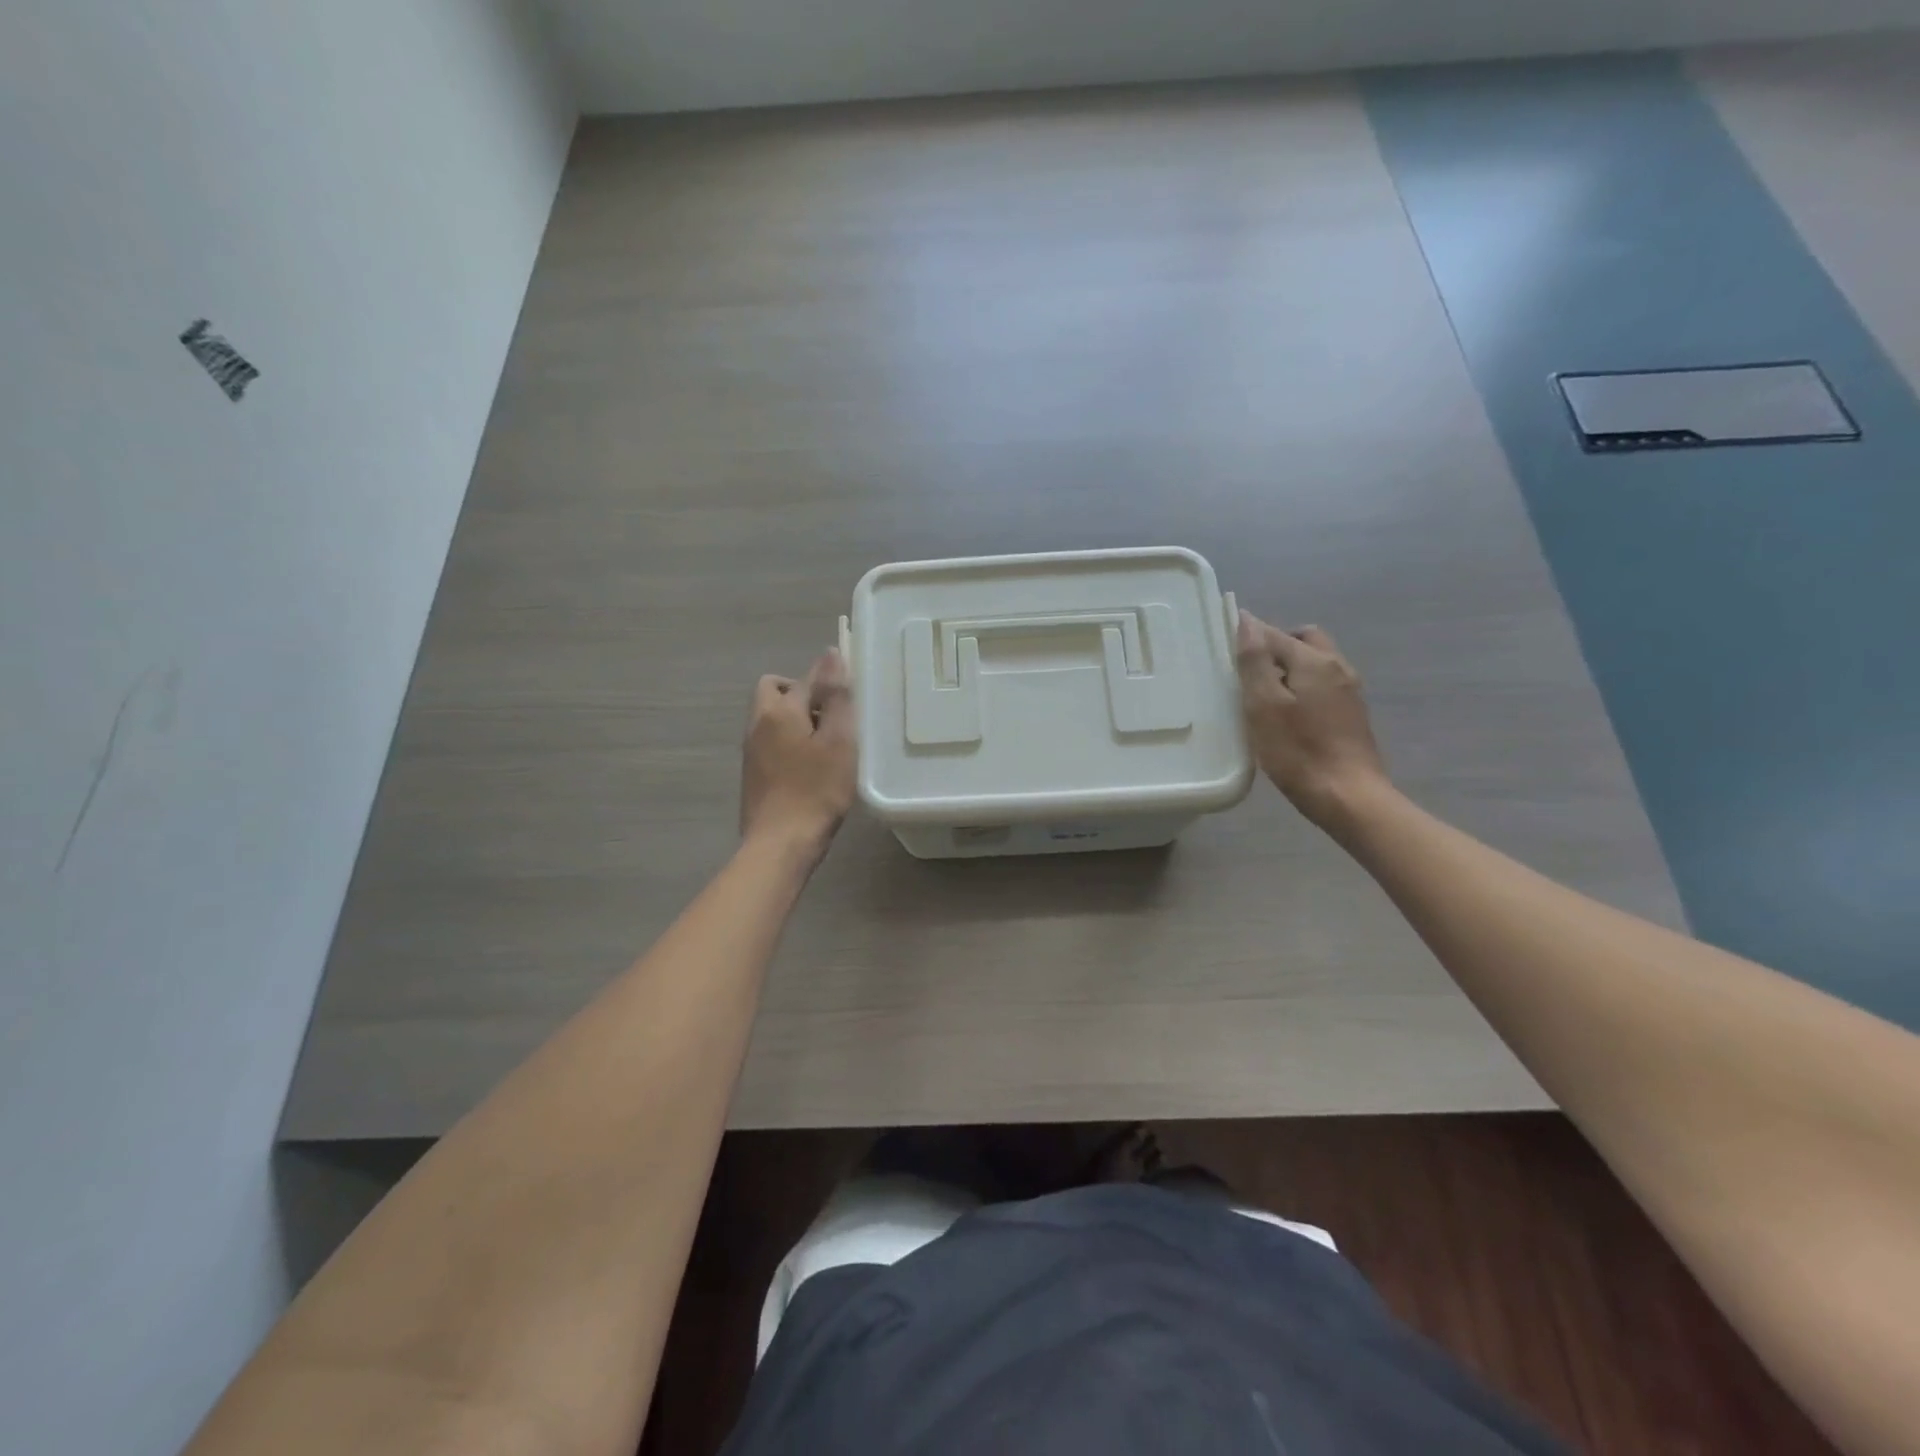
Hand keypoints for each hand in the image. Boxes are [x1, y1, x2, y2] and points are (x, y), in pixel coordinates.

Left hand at [740, 648, 857, 863]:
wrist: (780, 844)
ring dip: (795, 718)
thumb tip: (831, 654)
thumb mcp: (837, 741)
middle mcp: (757, 723)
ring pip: (771, 716)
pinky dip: (788, 740)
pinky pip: (770, 740)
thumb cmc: (816, 791)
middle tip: (831, 716)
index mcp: (779, 711)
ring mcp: (751, 750)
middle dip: (802, 693)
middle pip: (775, 690)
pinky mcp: (752, 773)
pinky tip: (809, 765)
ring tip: (825, 743)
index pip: (806, 677)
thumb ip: (835, 696)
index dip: (829, 677)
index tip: (850, 689)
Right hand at [1234, 610, 1389, 829]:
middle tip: (1248, 668)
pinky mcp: (1351, 715)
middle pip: (1304, 640)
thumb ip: (1255, 661)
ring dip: (1289, 666)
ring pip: (1315, 662)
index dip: (1248, 633)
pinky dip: (1301, 686)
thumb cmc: (1298, 751)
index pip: (1274, 633)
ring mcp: (1349, 692)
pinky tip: (1286, 713)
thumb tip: (1248, 621)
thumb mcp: (1264, 705)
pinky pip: (1321, 684)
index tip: (1223, 641)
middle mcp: (1338, 667)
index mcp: (1315, 661)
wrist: (1349, 797)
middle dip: (1276, 644)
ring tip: (1262, 692)